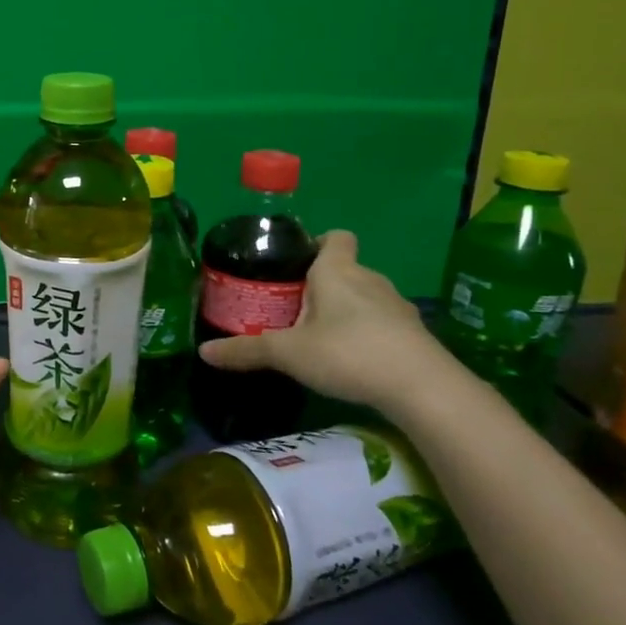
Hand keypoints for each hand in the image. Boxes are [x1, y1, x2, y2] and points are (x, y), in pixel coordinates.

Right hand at [198, 230, 447, 412]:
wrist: (422, 387)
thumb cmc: (348, 353)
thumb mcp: (288, 353)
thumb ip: (246, 351)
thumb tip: (203, 352)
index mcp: (337, 271)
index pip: (336, 236)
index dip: (317, 243)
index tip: (296, 264)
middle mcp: (370, 279)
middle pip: (345, 269)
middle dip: (321, 285)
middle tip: (293, 310)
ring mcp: (397, 306)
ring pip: (364, 297)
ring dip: (345, 311)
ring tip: (320, 339)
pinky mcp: (413, 334)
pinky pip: (382, 323)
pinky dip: (367, 334)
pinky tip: (352, 361)